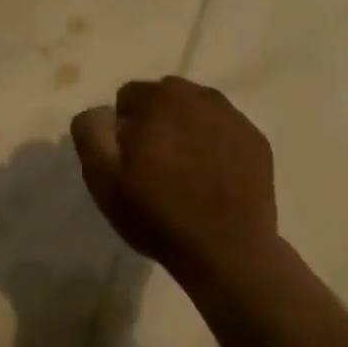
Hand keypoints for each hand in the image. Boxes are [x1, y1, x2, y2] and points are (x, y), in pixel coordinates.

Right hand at [71, 77, 276, 276]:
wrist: (227, 250)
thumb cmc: (158, 215)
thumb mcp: (103, 180)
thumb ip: (91, 134)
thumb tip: (98, 112)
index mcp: (159, 99)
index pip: (128, 96)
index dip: (122, 128)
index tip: (127, 160)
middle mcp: (200, 97)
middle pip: (165, 98)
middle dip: (155, 122)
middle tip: (153, 165)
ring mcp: (234, 118)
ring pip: (197, 112)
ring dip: (185, 130)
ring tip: (184, 172)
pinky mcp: (256, 141)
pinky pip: (224, 131)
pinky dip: (214, 145)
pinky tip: (211, 179)